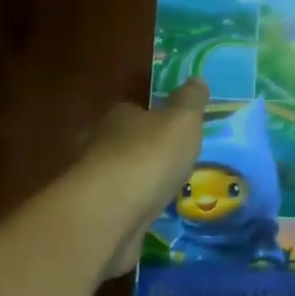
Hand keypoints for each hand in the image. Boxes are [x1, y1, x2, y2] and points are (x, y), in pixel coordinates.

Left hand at [69, 79, 208, 278]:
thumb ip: (190, 101)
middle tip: (175, 161)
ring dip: (141, 182)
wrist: (110, 214)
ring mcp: (97, 183)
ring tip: (168, 191)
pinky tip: (153, 216)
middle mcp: (101, 145)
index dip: (154, 117)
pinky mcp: (98, 216)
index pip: (135, 110)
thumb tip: (197, 79)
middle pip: (126, 143)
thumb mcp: (181, 122)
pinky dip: (135, 209)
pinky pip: (122, 207)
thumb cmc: (148, 158)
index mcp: (120, 117)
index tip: (174, 128)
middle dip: (147, 151)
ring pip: (123, 176)